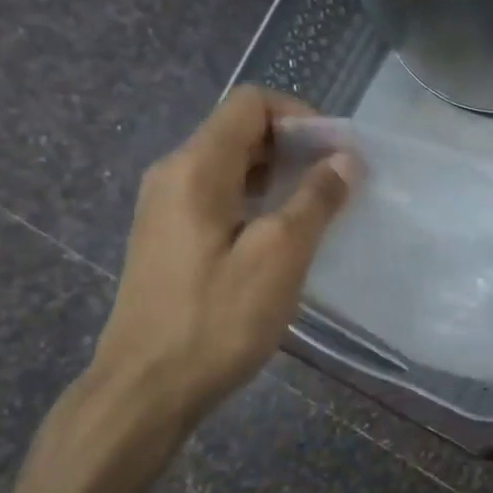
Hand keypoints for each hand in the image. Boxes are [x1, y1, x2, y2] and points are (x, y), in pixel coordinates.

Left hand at [92, 88, 353, 424]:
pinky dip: (260, 203)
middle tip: (340, 185)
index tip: (340, 156)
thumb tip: (345, 159)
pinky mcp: (170, 240)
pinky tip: (284, 240)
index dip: (302, 117)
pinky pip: (221, 198)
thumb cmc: (217, 319)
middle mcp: (174, 175)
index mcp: (196, 168)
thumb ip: (315, 200)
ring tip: (321, 212)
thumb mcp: (279, 256)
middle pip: (241, 132)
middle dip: (297, 148)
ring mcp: (166, 208)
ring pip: (232, 167)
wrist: (148, 387)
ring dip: (281, 177)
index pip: (251, 104)